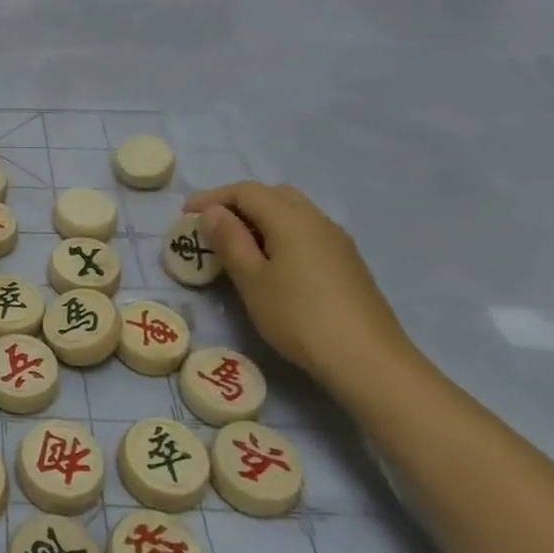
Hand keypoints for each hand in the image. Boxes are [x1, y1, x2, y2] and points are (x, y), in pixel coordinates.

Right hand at [184, 183, 418, 399]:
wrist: (368, 360)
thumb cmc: (299, 317)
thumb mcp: (252, 280)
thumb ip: (230, 241)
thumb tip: (214, 212)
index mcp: (291, 218)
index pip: (246, 191)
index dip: (213, 197)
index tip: (186, 215)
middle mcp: (316, 220)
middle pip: (273, 194)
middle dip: (238, 203)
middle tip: (213, 226)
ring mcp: (336, 241)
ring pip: (292, 212)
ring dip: (261, 218)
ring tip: (238, 244)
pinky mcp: (347, 262)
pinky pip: (306, 231)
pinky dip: (281, 233)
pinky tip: (272, 262)